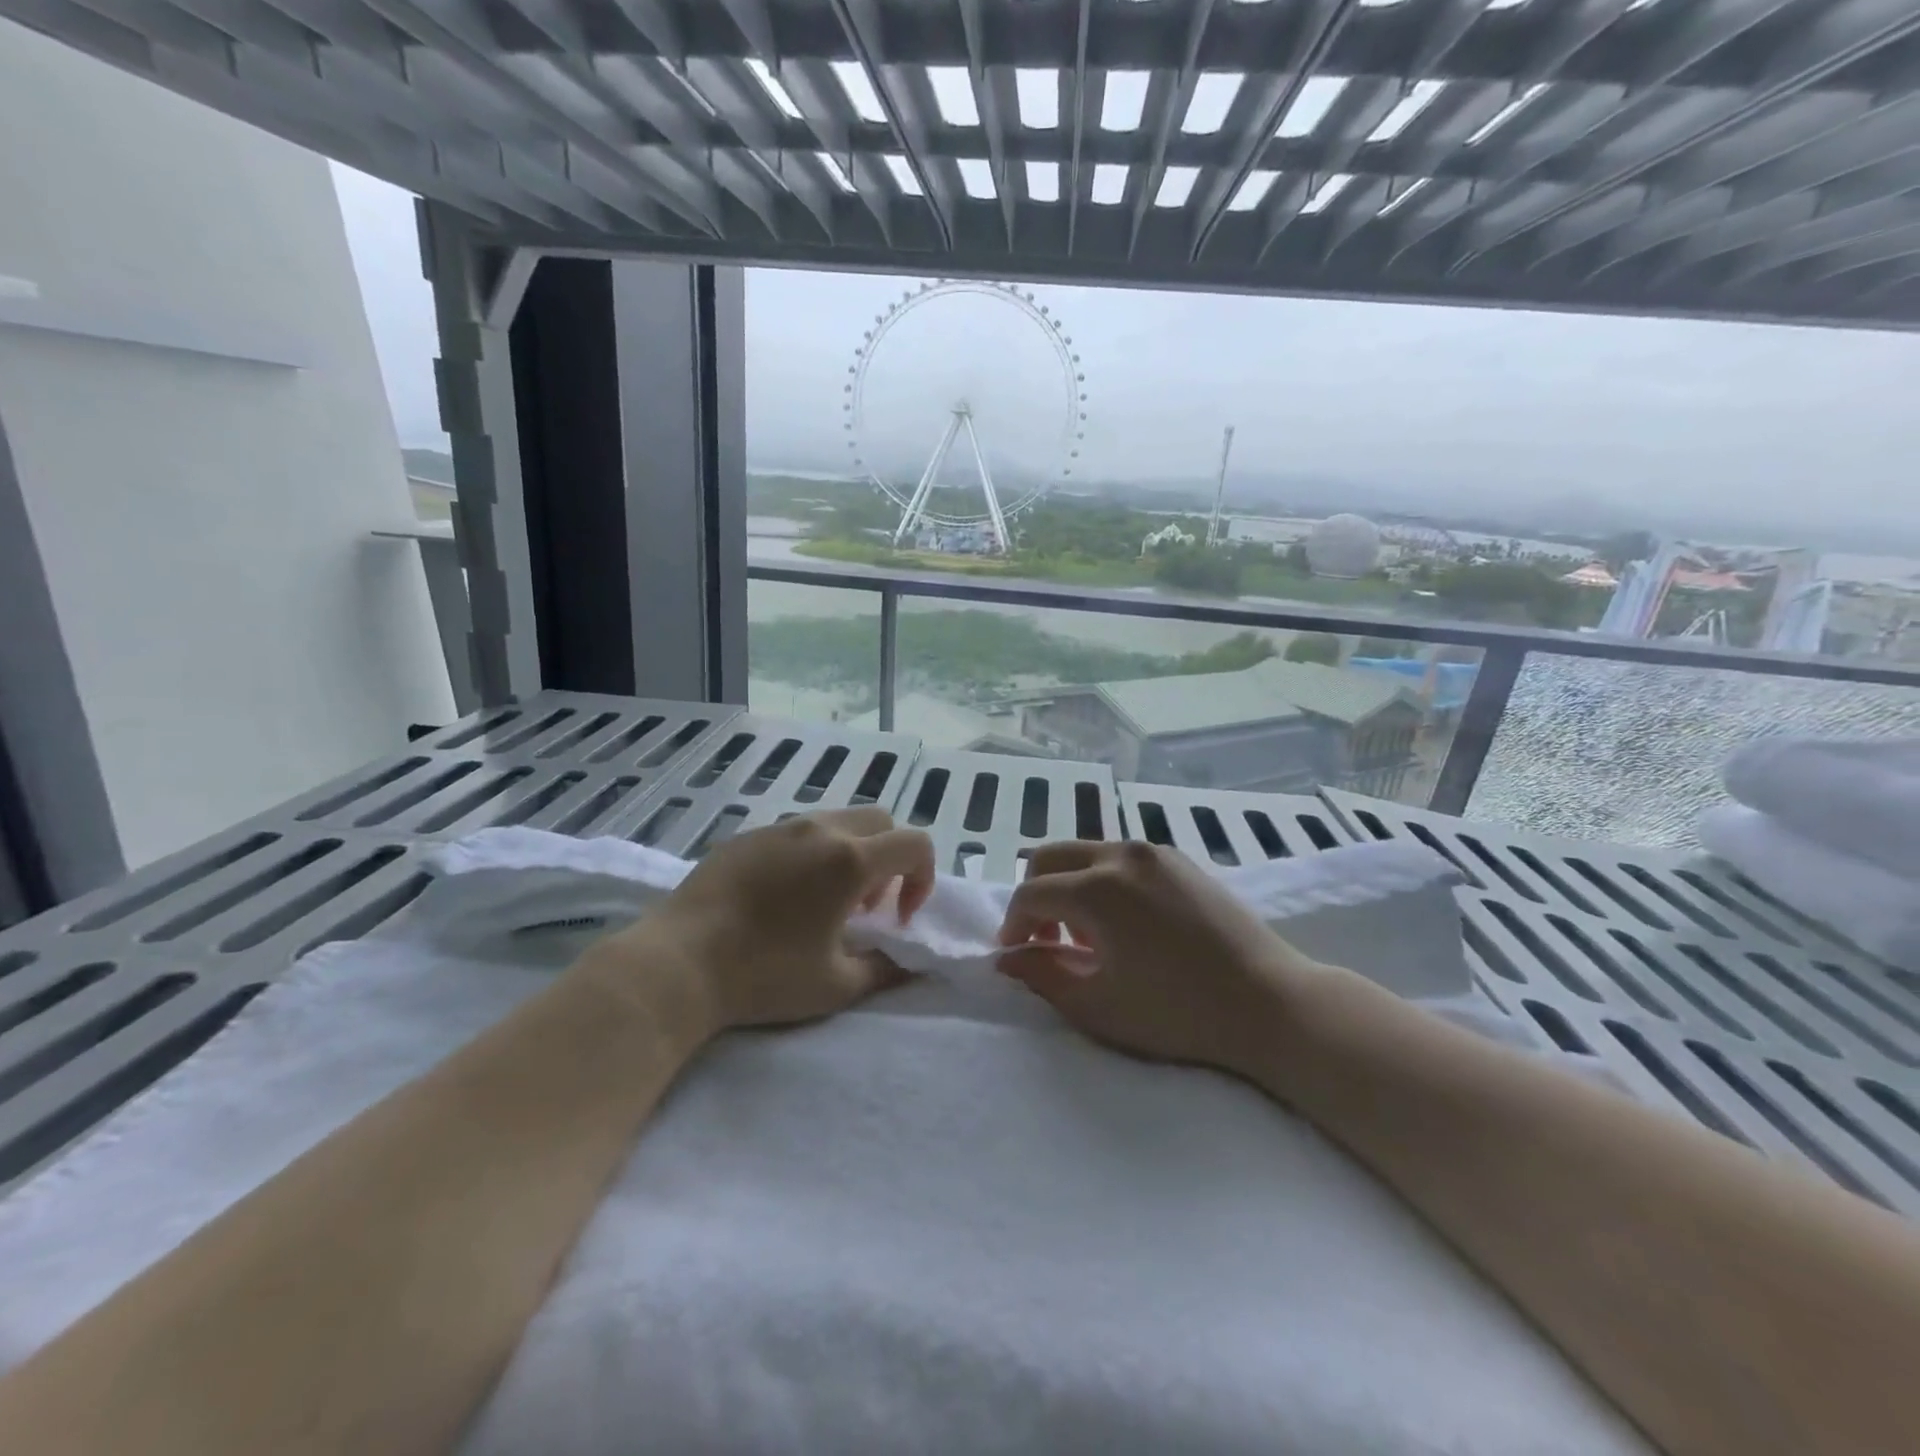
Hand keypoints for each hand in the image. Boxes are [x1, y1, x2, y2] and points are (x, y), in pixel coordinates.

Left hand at [606, 808, 935, 1034]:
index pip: (915, 844)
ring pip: (837, 820)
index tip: (897, 918)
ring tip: (824, 901)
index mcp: (850, 859)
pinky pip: (797, 831)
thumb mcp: (836, 985)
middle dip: (890, 858)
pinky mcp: (747, 835)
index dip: (922, 878)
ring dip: (851, 852)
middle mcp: (820, 830)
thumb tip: (911, 962)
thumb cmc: (765, 975)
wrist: (678, 963)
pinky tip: (782, 897)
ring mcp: (780, 827)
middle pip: (880, 821)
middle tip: (866, 906)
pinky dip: (812, 853)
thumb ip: (886, 968)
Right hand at [995, 840, 1322, 1075]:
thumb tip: (1009, 958)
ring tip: (1085, 937)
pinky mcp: (1180, 860)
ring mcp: (1154, 852)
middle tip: (1042, 939)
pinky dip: (1102, 881)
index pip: (1031, 893)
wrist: (1270, 1003)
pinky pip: (1121, 859)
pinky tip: (1123, 925)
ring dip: (1069, 887)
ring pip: (1087, 853)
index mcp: (1096, 888)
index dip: (1013, 924)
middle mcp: (1121, 854)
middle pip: (1051, 857)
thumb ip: (1042, 976)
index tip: (1015, 954)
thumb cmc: (1178, 1013)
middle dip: (1034, 894)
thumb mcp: (1098, 1006)